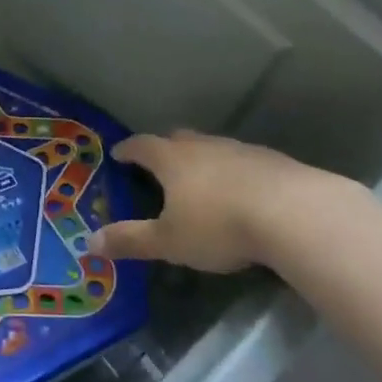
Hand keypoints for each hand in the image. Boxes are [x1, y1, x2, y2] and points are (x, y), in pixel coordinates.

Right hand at [90, 130, 359, 273]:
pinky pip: (241, 161)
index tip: (119, 153)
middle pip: (177, 139)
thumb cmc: (219, 225)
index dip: (128, 150)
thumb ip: (131, 240)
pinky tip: (241, 192)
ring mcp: (239, 149)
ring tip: (200, 179)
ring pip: (211, 148)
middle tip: (158, 163)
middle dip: (165, 149)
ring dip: (201, 159)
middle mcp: (202, 146)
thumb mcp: (169, 241)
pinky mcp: (270, 161)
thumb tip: (89, 241)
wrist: (292, 212)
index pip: (142, 146)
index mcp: (172, 160)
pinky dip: (233, 171)